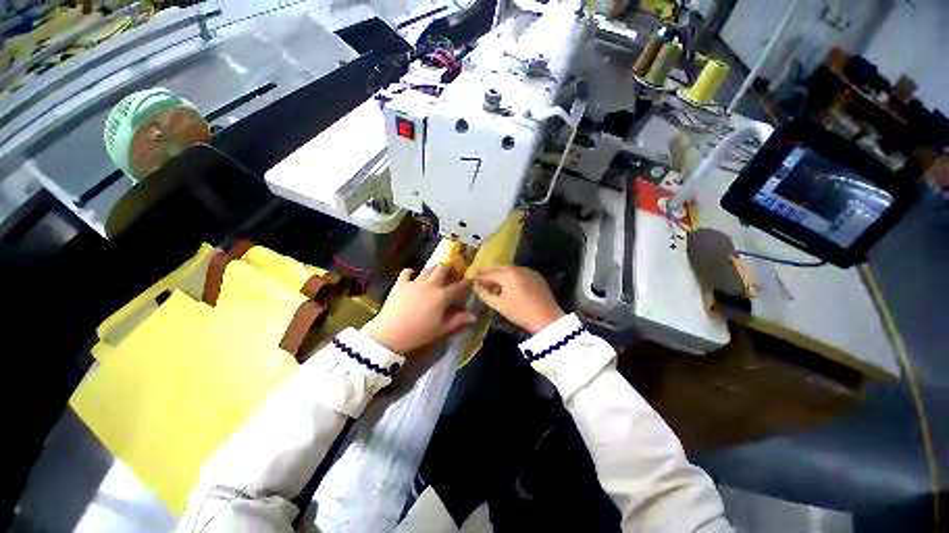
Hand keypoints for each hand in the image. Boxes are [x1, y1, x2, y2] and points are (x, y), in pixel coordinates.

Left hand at [362, 265, 475, 354]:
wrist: (390, 333)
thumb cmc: (419, 333)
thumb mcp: (441, 329)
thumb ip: (458, 321)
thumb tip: (473, 316)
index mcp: (442, 296)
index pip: (458, 286)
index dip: (466, 282)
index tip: (471, 280)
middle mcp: (430, 285)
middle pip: (443, 270)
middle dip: (449, 269)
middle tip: (452, 272)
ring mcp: (414, 282)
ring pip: (427, 269)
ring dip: (434, 269)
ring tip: (436, 272)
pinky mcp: (400, 284)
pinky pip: (406, 273)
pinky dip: (410, 272)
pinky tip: (412, 274)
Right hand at [473, 266, 564, 333]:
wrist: (547, 318)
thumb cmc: (521, 313)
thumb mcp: (500, 306)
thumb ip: (485, 295)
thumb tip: (476, 287)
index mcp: (507, 275)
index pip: (489, 273)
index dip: (479, 276)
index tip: (471, 276)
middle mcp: (517, 268)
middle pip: (499, 267)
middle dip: (488, 269)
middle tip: (478, 271)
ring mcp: (528, 271)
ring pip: (509, 268)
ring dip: (499, 271)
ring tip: (491, 276)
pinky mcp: (535, 275)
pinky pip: (519, 271)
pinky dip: (510, 274)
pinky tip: (507, 280)